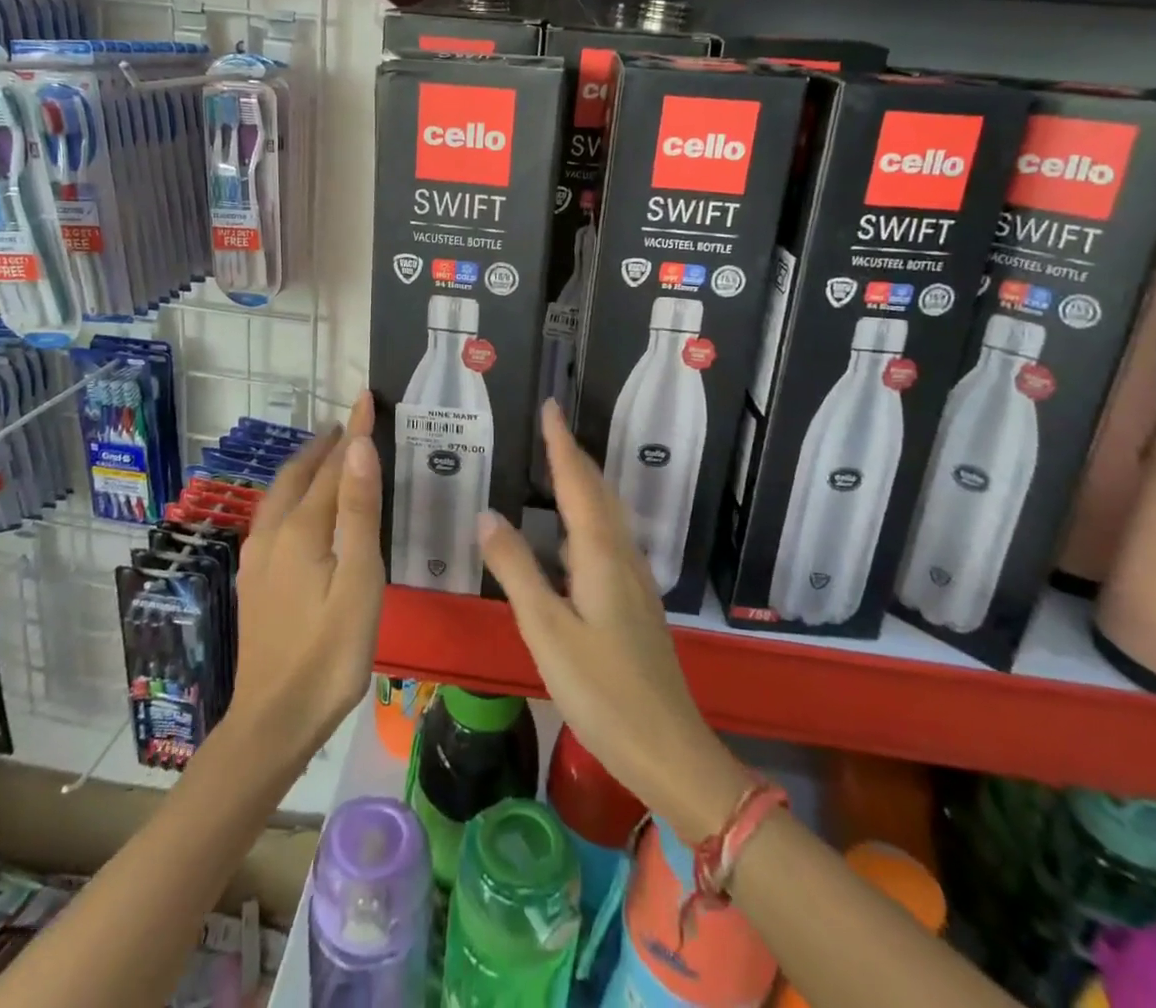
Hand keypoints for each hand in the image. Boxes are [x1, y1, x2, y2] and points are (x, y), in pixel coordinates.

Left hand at [231, 393, 381, 759]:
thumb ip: (358, 512)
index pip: (334, 467)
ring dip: (304, 468)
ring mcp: (258, 558)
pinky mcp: (254, 580)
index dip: (354, 433)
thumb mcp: (358, 581)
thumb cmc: (330, 653)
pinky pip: (272, 517)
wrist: (273, 721)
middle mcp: (274, 534)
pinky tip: (295, 510)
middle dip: (323, 445)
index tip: (366, 399)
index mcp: (302, 529)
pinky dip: (290, 494)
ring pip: (280, 496)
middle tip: (347, 424)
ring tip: (324, 455)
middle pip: (300, 476)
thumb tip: (358, 447)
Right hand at [478, 401, 746, 844]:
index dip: (561, 444)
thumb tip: (487, 513)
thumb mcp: (547, 630)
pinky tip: (572, 537)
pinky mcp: (634, 603)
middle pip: (599, 493)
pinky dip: (588, 518)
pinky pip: (609, 540)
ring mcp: (634, 581)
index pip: (577, 483)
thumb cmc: (602, 691)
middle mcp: (622, 557)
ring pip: (607, 517)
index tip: (550, 407)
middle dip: (574, 457)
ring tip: (557, 468)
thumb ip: (517, 570)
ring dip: (584, 485)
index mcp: (600, 555)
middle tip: (550, 429)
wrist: (668, 748)